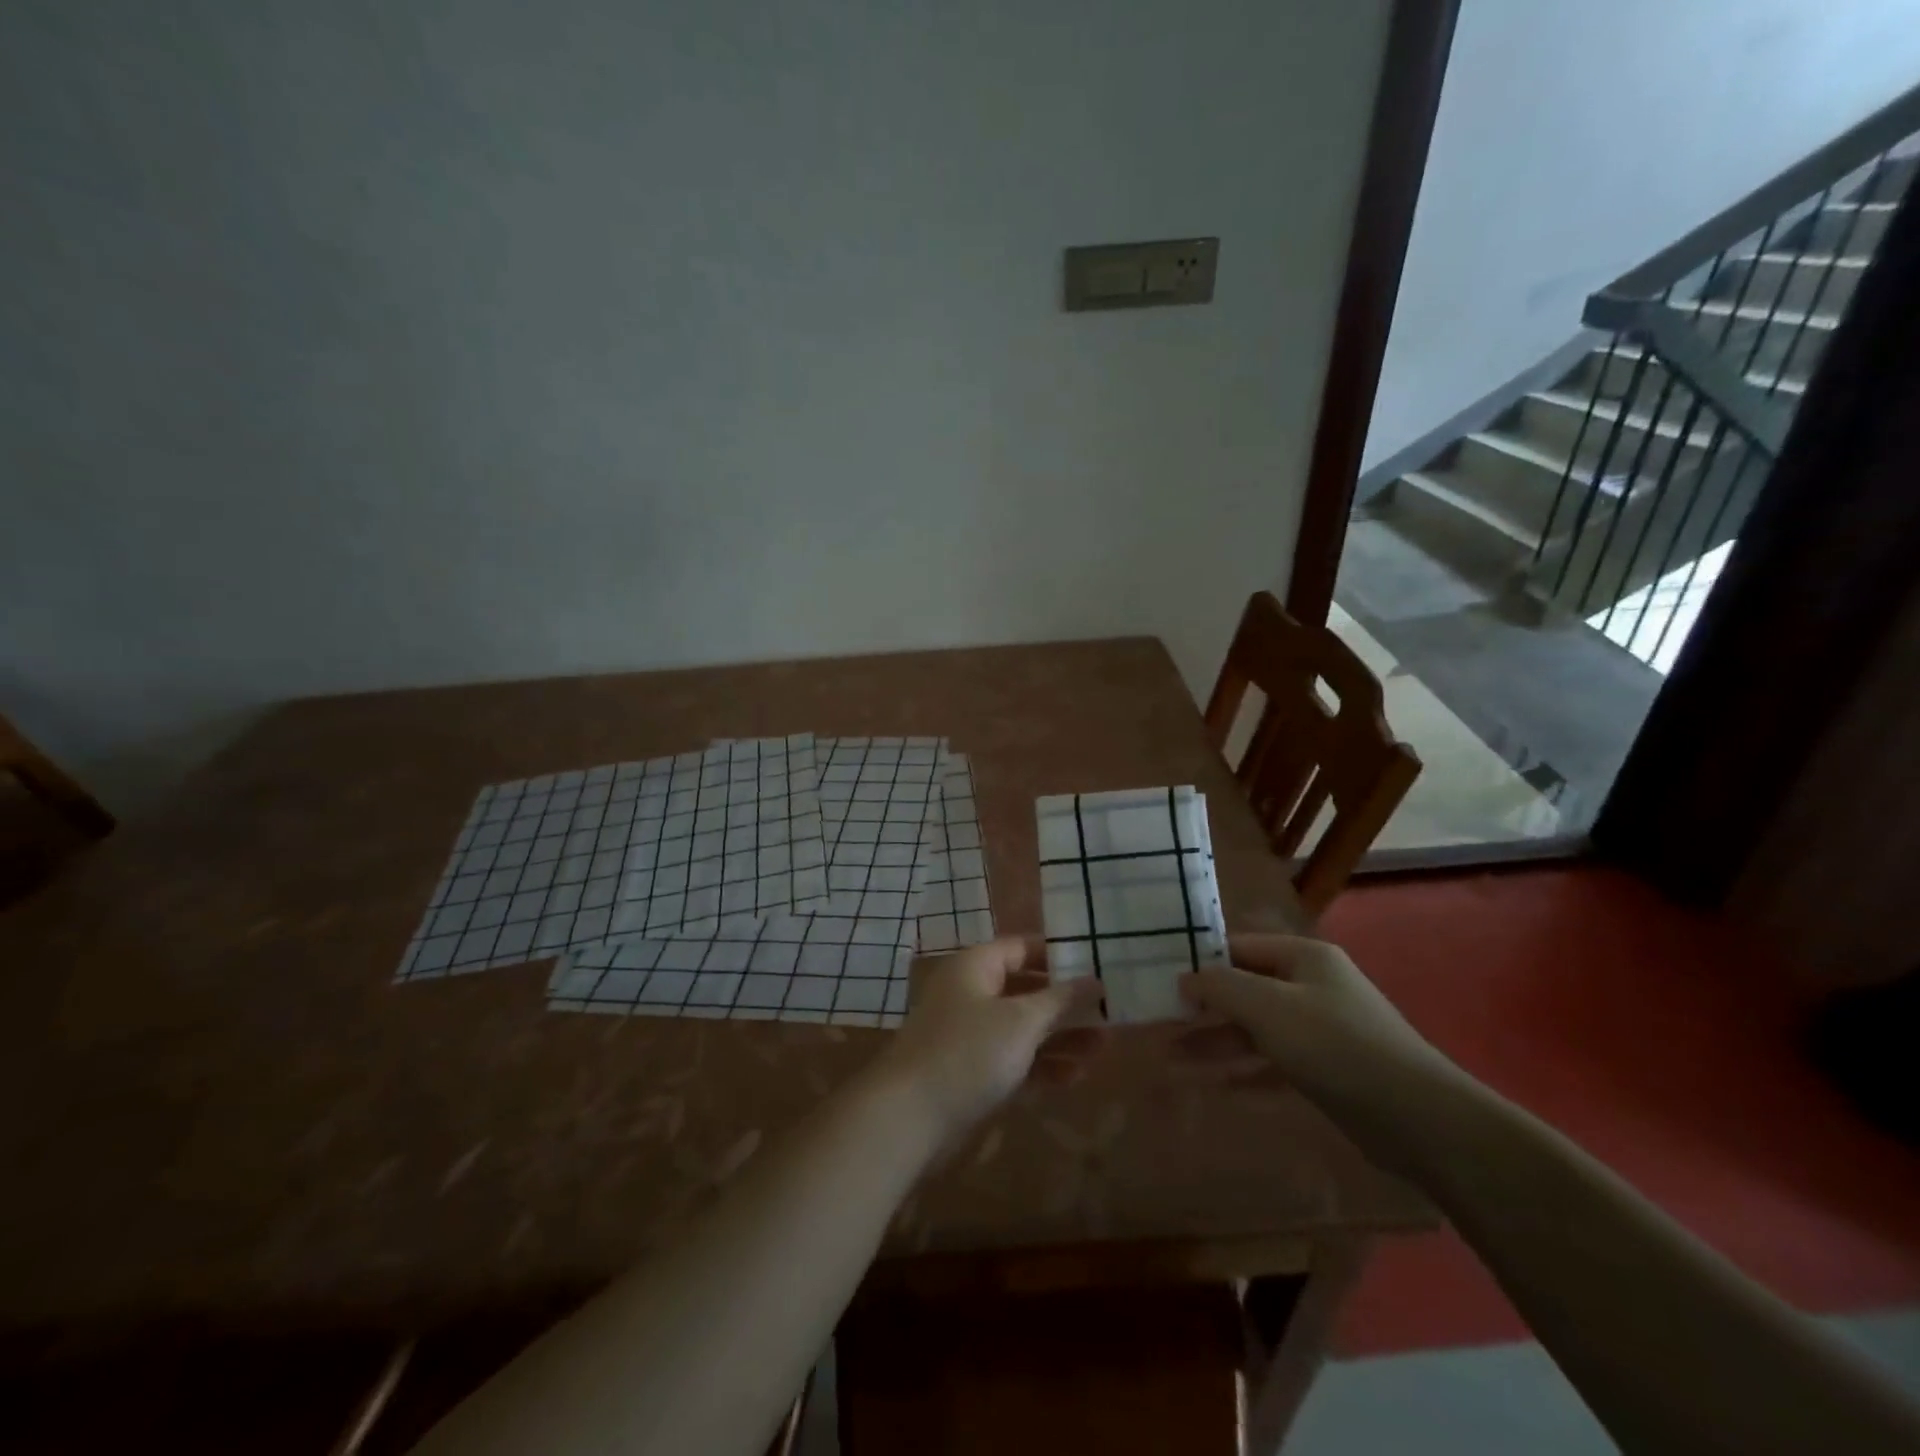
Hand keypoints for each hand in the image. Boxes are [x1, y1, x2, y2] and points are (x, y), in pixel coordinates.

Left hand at [869, 937, 1099, 1142]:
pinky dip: (1041, 1065)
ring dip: (1060, 1036)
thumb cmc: (968, 1053)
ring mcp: (969, 1034)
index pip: (1022, 947)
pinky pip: (1013, 1059)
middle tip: (1108, 1010)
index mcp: (976, 966)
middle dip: (1066, 1001)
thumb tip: (1095, 978)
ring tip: (1105, 1046)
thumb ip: (1061, 999)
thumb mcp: (1021, 1021)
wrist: (909, 1118)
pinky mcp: (970, 1072)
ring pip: (1022, 1027)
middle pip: (1025, 988)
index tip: (1097, 964)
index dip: (1058, 954)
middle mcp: (971, 993)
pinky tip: (1076, 1077)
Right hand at [1179, 934, 1460, 1136]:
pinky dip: (1245, 1070)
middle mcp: (1311, 985)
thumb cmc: (1336, 1046)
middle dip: (1203, 1008)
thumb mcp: (1269, 1007)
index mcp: (1303, 957)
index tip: (1161, 980)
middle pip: (1244, 988)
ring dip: (1217, 1042)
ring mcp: (1321, 1028)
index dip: (1200, 961)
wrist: (1419, 1118)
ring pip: (1256, 1028)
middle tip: (1159, 1021)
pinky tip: (1214, 1084)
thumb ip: (1222, 987)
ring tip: (1172, 1058)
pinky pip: (1274, 1061)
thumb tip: (1186, 978)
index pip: (1238, 947)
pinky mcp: (1328, 1069)